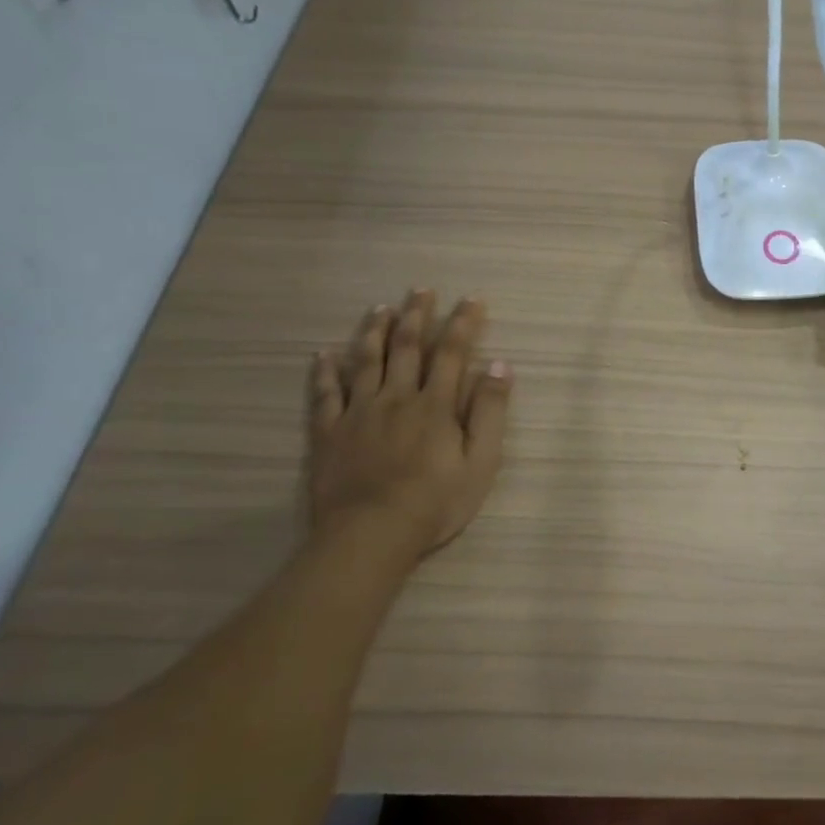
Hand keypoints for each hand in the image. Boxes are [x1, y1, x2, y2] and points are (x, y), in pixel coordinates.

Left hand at [306, 290, 511, 560]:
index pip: (452, 353)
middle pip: (406, 347)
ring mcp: (358, 413)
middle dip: (416, 316)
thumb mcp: (480, 462)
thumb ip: (490, 412)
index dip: (463, 323)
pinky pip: (325, 394)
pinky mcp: (329, 433)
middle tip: (420, 289)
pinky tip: (323, 353)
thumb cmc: (435, 502)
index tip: (472, 299)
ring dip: (374, 331)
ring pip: (365, 361)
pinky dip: (325, 371)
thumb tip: (501, 366)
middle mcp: (396, 397)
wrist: (370, 535)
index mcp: (435, 405)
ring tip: (379, 308)